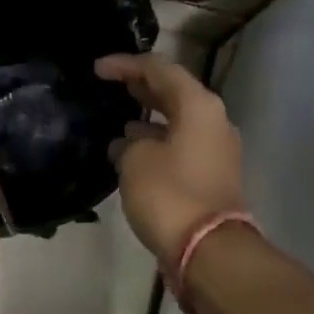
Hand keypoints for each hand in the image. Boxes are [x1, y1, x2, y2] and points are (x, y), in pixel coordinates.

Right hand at [96, 53, 245, 265]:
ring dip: (148, 117)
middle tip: (109, 85)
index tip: (97, 70)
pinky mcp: (211, 174)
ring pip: (177, 120)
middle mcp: (213, 121)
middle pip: (173, 92)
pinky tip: (131, 150)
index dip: (125, 65)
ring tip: (117, 119)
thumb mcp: (135, 161)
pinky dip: (156, 140)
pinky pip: (180, 144)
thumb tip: (128, 145)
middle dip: (140, 87)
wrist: (207, 248)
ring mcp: (216, 149)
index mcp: (198, 106)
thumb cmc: (169, 194)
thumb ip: (127, 143)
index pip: (159, 69)